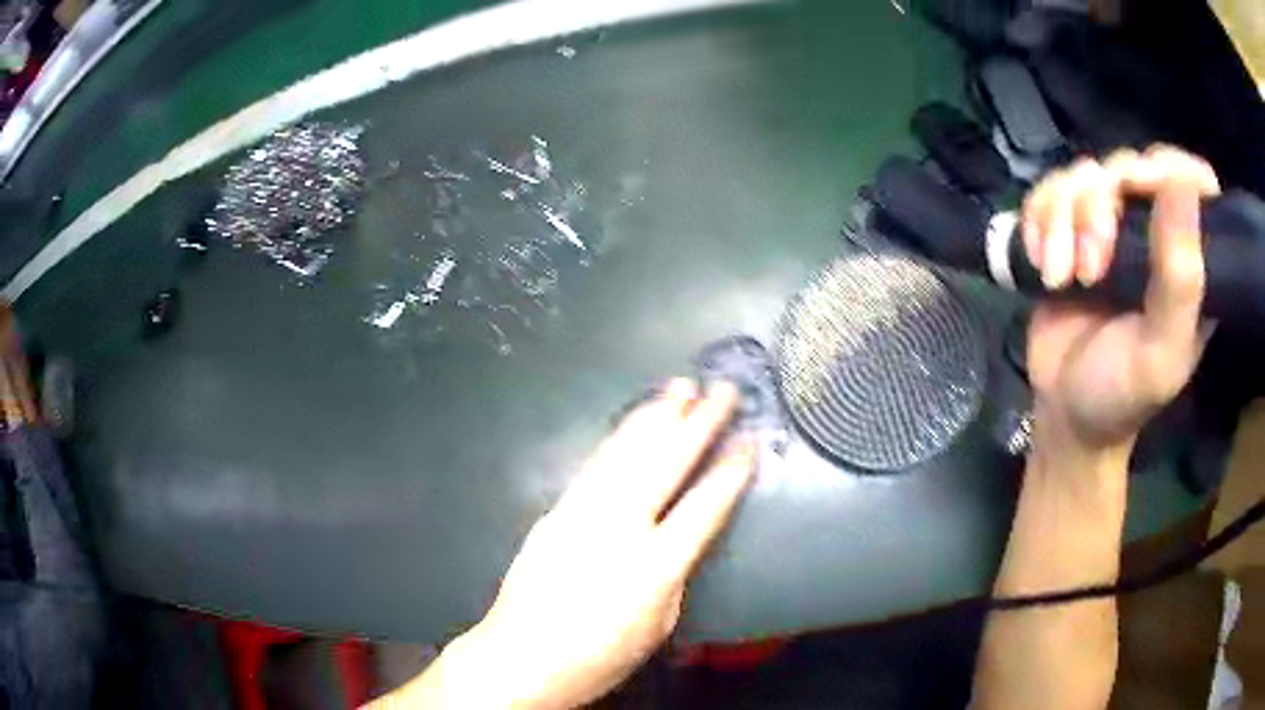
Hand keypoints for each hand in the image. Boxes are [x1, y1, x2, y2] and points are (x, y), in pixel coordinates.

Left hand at [459, 380, 754, 708]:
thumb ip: (674, 577)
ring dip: (655, 417)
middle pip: (664, 464)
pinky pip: (594, 466)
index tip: (749, 440)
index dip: (730, 472)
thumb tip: (680, 541)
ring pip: (625, 453)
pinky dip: (618, 438)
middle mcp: (618, 529)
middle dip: (698, 423)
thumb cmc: (598, 657)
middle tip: (721, 389)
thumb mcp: (657, 628)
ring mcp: (581, 513)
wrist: (521, 656)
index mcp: (654, 567)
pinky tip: (633, 423)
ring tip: (679, 387)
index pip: (703, 508)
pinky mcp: (555, 511)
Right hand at [1021, 146, 1219, 453]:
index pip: (1194, 179)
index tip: (1138, 191)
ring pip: (1083, 175)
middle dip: (1099, 210)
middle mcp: (1153, 230)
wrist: (1066, 413)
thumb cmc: (1122, 393)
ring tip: (1060, 277)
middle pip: (1127, 167)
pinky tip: (1040, 261)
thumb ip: (1181, 280)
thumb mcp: (1160, 350)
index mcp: (1189, 259)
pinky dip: (1038, 220)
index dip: (1168, 168)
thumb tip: (1182, 184)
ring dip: (1062, 221)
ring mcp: (1111, 226)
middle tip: (1090, 270)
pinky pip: (1049, 190)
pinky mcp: (1070, 228)